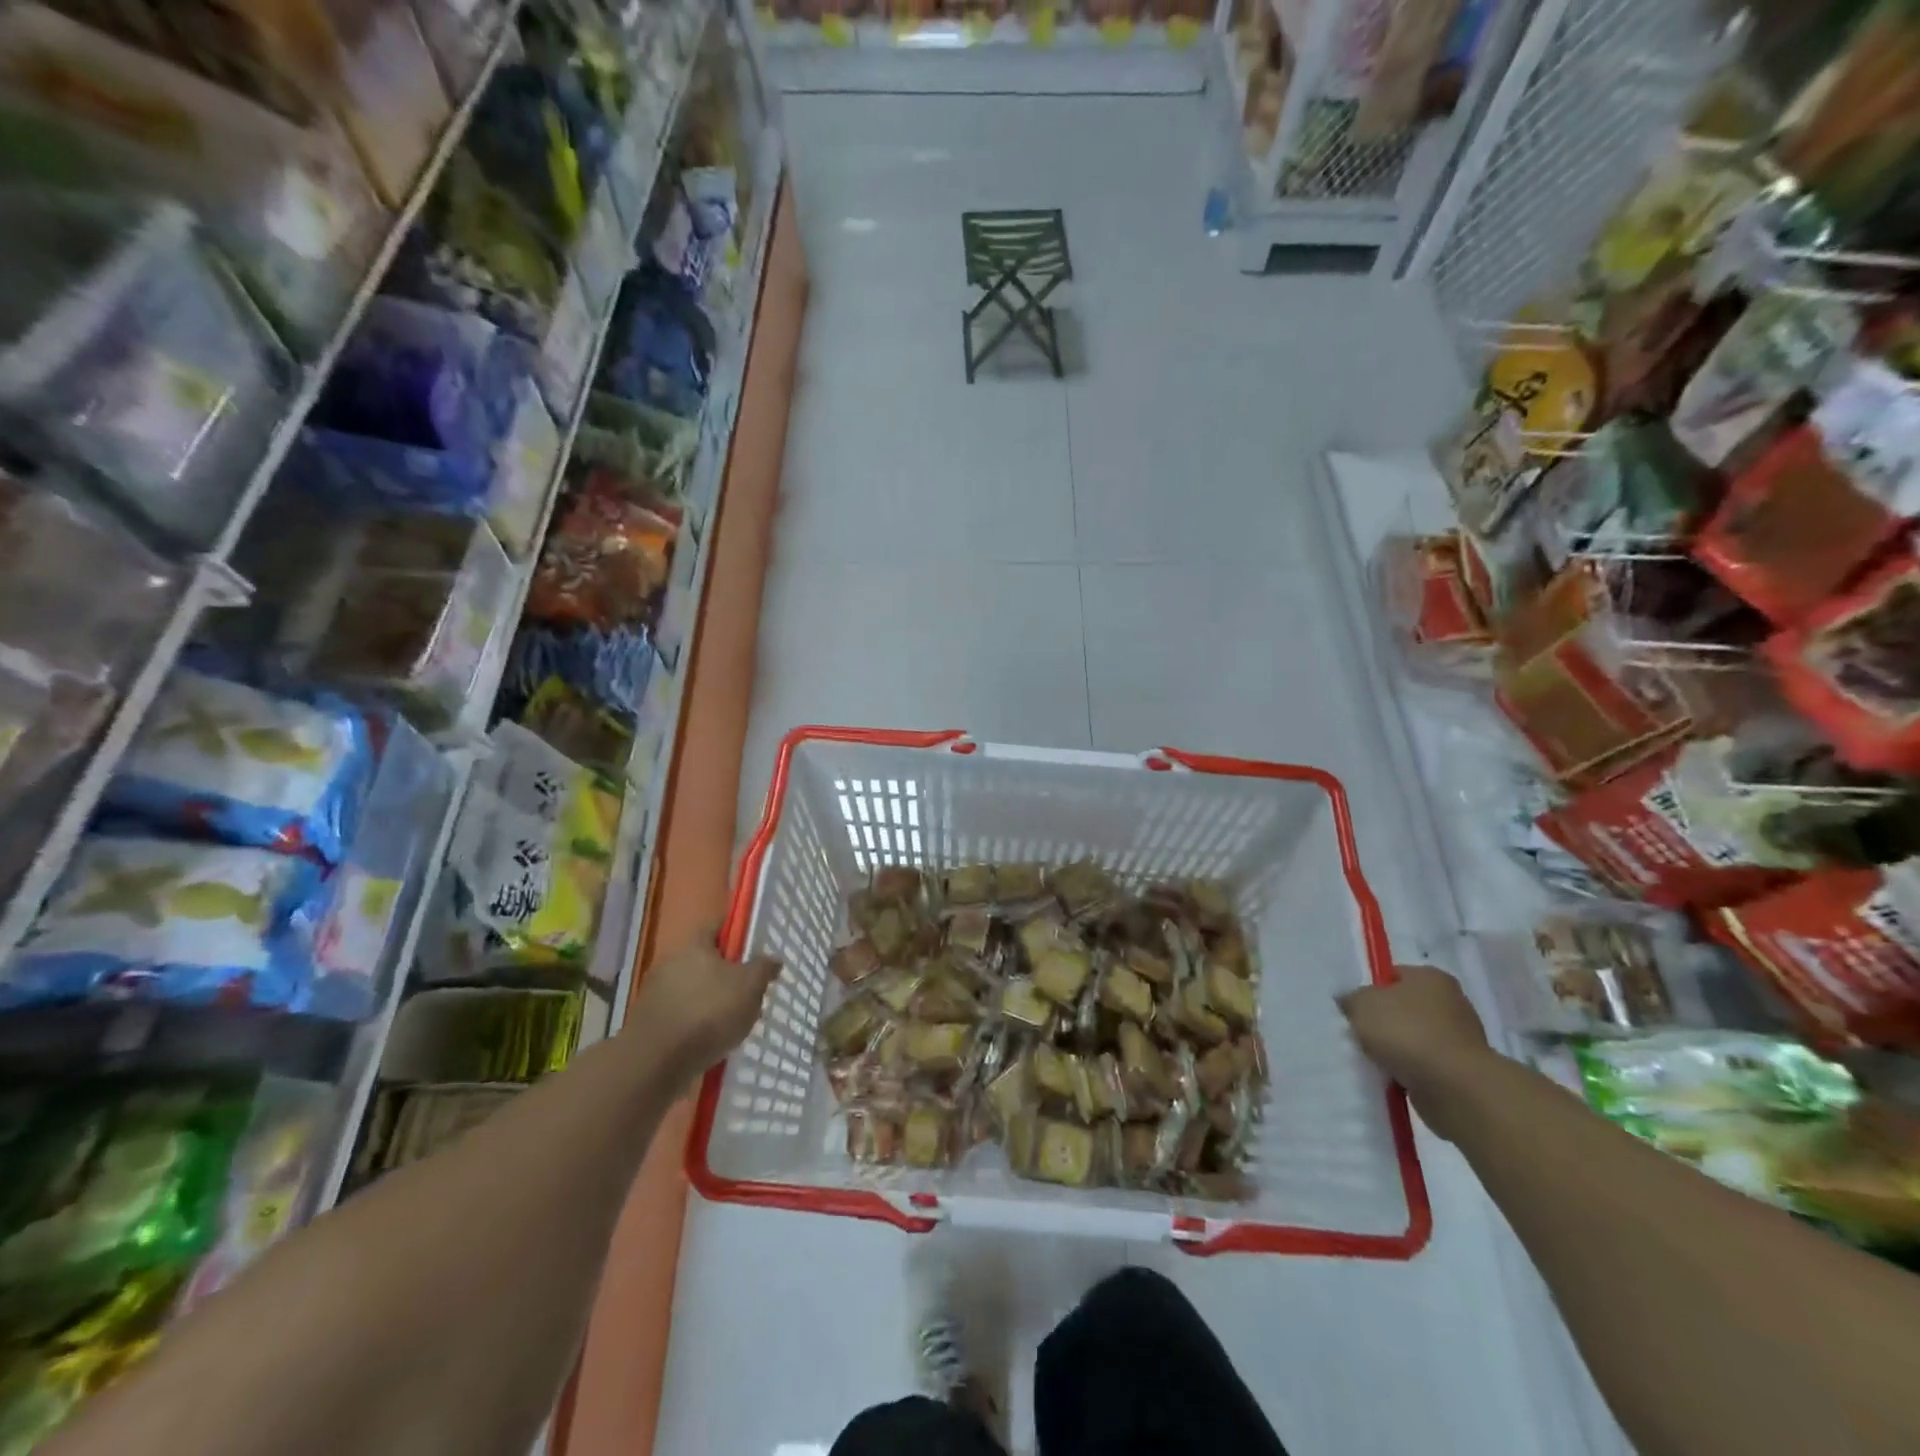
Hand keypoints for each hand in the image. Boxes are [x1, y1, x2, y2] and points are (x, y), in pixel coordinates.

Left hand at [629, 928, 779, 1088]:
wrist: (655, 1062)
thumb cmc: (709, 1013)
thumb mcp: (750, 987)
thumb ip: (763, 969)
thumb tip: (773, 959)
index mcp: (695, 945)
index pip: (717, 927)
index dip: (735, 933)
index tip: (752, 948)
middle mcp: (671, 962)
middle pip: (703, 960)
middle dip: (724, 974)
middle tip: (746, 992)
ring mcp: (655, 993)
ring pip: (691, 989)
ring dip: (708, 1001)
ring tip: (730, 1023)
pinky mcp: (647, 1022)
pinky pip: (679, 1014)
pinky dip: (693, 1023)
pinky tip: (708, 1041)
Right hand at [1339, 964, 1493, 1141]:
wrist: (1454, 1088)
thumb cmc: (1407, 1033)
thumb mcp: (1362, 1004)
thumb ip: (1351, 998)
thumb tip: (1350, 1002)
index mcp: (1430, 977)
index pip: (1393, 975)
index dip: (1369, 989)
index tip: (1354, 1008)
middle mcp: (1451, 1002)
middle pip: (1404, 1007)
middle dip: (1382, 1022)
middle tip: (1358, 1034)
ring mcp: (1460, 1038)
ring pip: (1413, 1038)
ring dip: (1395, 1049)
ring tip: (1373, 1060)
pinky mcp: (1462, 1070)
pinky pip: (1424, 1065)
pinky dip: (1408, 1071)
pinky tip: (1392, 1077)